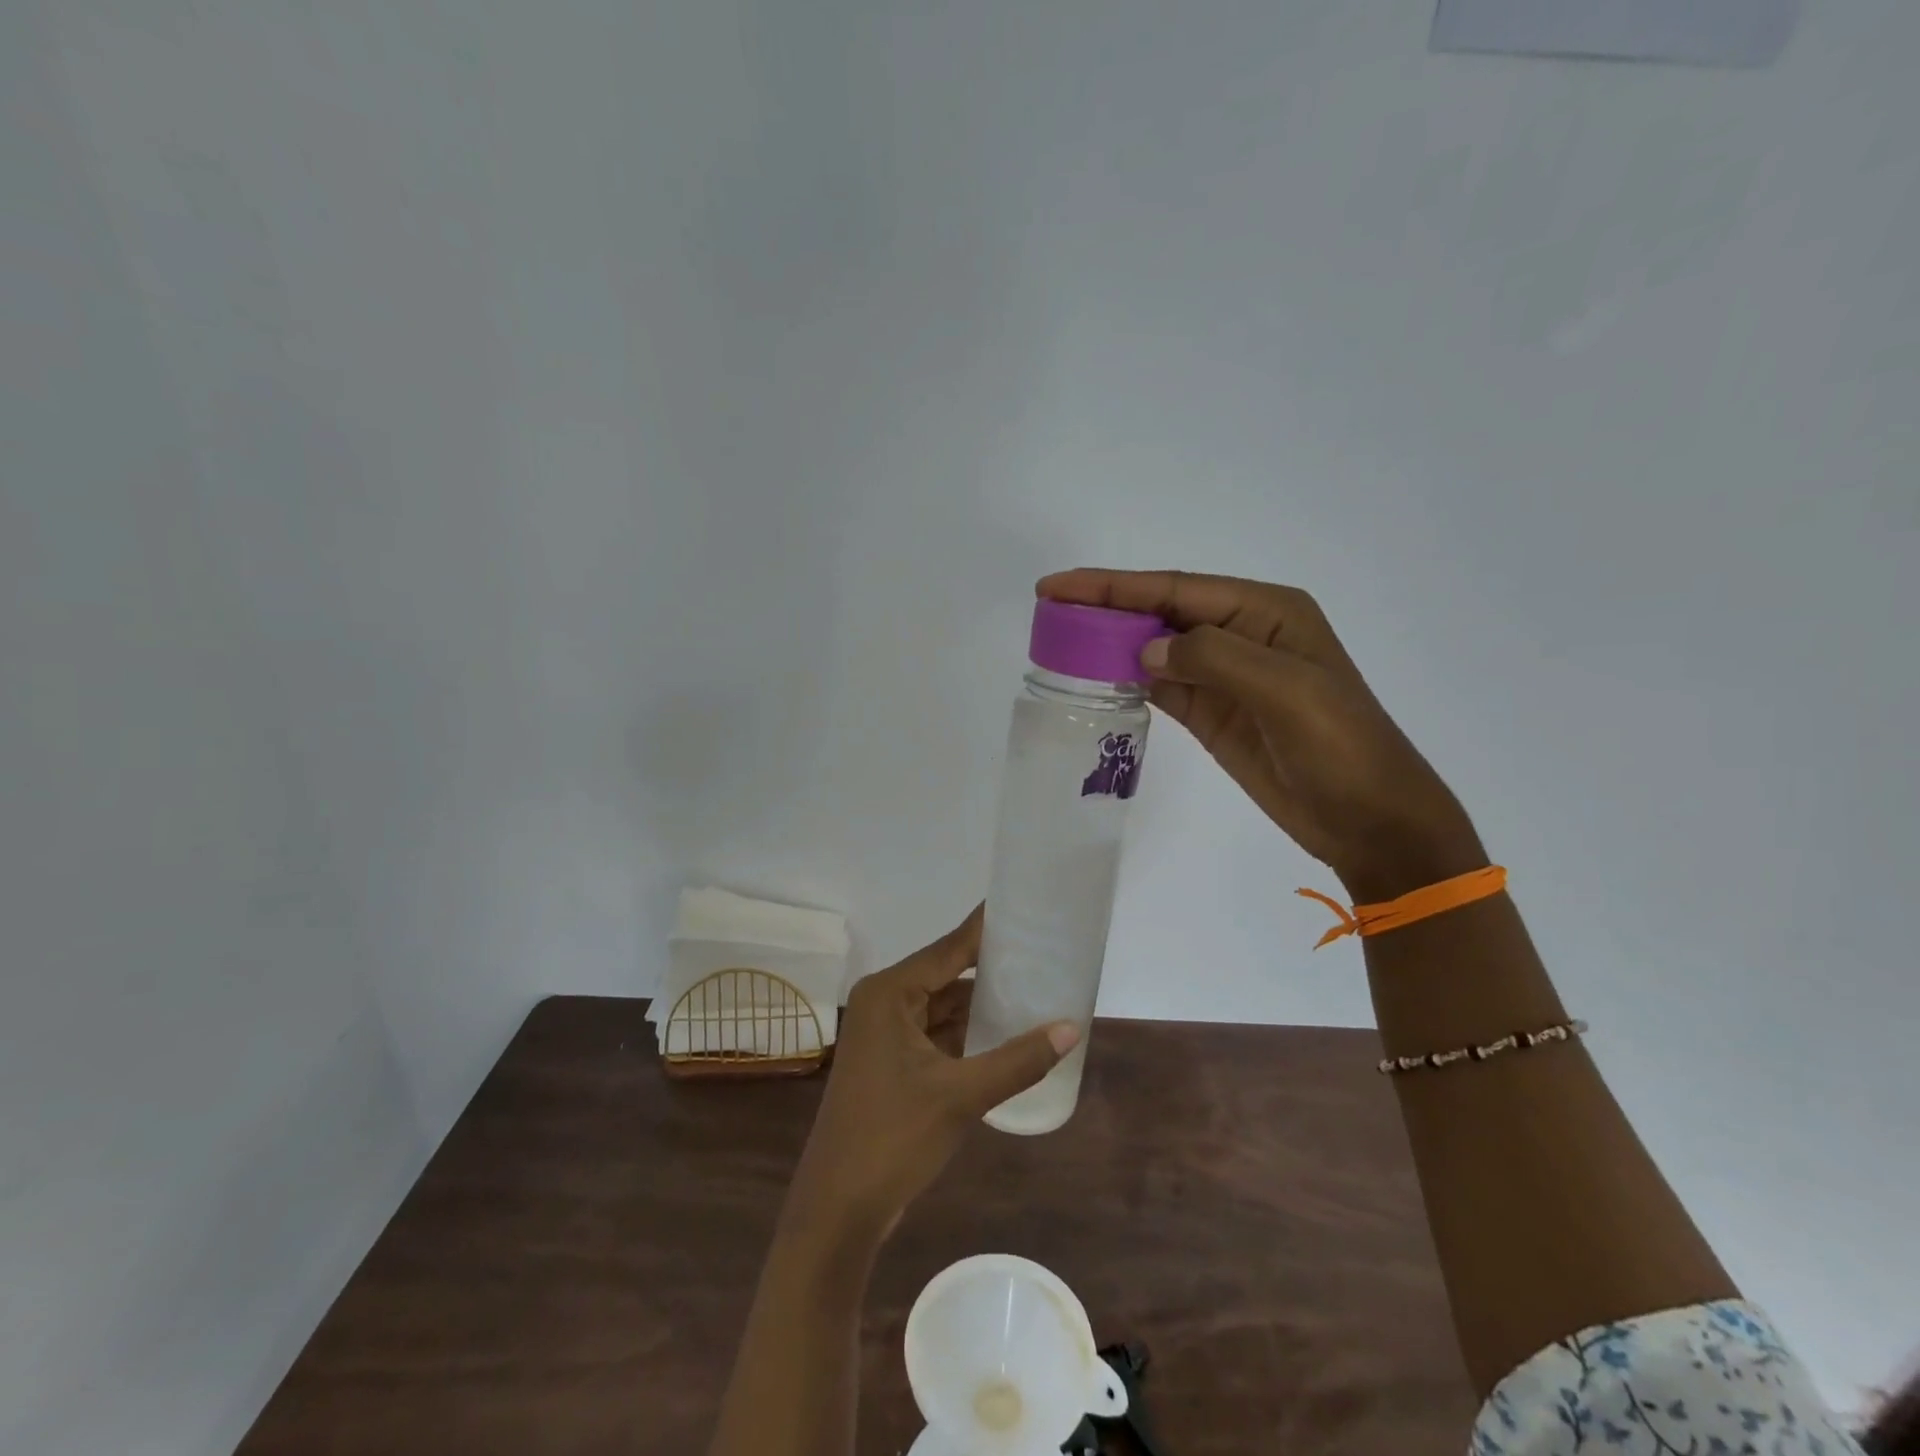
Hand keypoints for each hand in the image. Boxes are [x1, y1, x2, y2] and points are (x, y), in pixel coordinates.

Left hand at [786, 908, 1077, 1241]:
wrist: (837, 1210)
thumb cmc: (892, 1139)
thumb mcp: (961, 1096)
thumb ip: (1018, 1059)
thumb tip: (1072, 1028)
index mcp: (890, 993)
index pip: (949, 948)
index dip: (986, 929)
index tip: (1023, 906)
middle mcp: (883, 1002)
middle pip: (946, 973)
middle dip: (990, 967)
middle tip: (1041, 952)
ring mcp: (884, 1033)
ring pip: (942, 1006)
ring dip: (980, 1003)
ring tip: (1033, 987)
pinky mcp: (890, 1062)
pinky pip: (935, 1033)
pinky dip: (966, 1032)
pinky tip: (1004, 1032)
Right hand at [1039, 569, 1485, 901]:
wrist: (1369, 820)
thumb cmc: (1341, 747)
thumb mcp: (1287, 692)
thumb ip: (1214, 659)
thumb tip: (1145, 648)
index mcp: (1265, 611)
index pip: (1176, 588)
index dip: (1113, 585)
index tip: (1058, 586)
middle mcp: (1242, 634)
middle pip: (1160, 611)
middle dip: (1105, 607)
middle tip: (1047, 609)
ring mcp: (1226, 676)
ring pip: (1156, 647)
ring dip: (1111, 642)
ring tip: (1059, 640)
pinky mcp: (1213, 713)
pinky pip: (1161, 685)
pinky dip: (1127, 678)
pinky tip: (1096, 676)